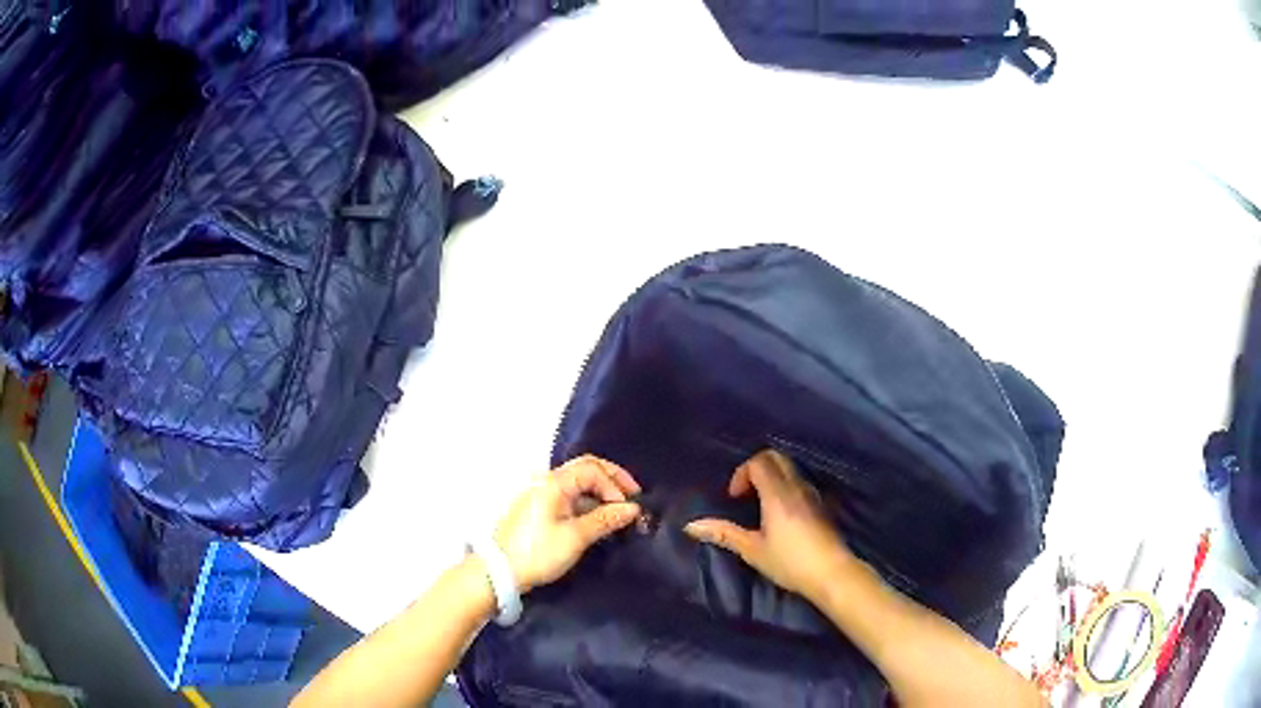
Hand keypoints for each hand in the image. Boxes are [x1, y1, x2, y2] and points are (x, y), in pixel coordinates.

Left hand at [494, 455, 641, 592]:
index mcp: (554, 482)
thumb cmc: (538, 552)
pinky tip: (599, 518)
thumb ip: (605, 519)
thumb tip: (632, 508)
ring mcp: (542, 494)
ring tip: (618, 511)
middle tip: (632, 496)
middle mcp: (547, 481)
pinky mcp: (539, 508)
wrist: (500, 571)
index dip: (614, 484)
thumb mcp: (576, 537)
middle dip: (611, 480)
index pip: (592, 469)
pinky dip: (588, 501)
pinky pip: (569, 495)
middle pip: (585, 468)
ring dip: (600, 491)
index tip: (628, 507)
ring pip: (578, 482)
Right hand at [685, 450, 857, 601]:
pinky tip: (779, 515)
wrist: (832, 573)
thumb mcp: (752, 550)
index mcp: (778, 493)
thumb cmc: (790, 562)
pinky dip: (784, 487)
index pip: (759, 461)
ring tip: (759, 504)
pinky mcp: (821, 505)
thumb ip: (724, 534)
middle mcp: (797, 487)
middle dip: (755, 468)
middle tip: (744, 494)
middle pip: (776, 458)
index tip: (734, 498)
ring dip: (771, 477)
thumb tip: (691, 525)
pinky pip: (799, 483)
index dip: (741, 474)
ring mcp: (812, 494)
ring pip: (790, 469)